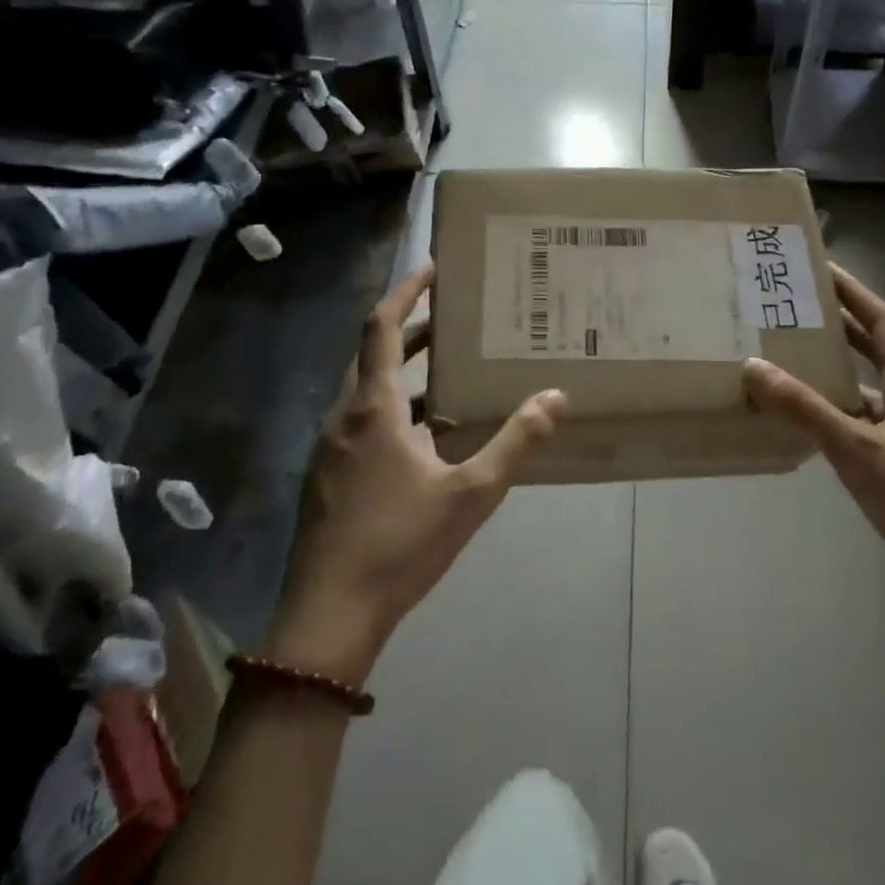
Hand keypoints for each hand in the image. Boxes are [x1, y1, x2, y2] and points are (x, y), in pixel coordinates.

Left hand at [263, 262, 567, 680]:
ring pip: (369, 392)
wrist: (330, 616)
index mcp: (374, 409)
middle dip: (414, 330)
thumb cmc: (400, 544)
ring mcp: (332, 449)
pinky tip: (428, 437)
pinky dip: (395, 410)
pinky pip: (364, 423)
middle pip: (375, 355)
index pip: (382, 328)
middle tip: (456, 317)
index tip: (432, 267)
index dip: (405, 291)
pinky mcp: (329, 477)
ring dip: (406, 373)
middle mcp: (345, 418)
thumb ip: (515, 441)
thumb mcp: (471, 492)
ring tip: (451, 370)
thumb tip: (556, 396)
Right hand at [743, 264, 884, 636]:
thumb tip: (753, 366)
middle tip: (796, 307)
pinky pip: (858, 421)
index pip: (882, 323)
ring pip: (865, 388)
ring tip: (789, 355)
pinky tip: (804, 419)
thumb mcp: (854, 449)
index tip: (823, 268)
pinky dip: (832, 411)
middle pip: (874, 350)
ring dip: (833, 370)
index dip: (855, 293)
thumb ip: (804, 408)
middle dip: (839, 325)